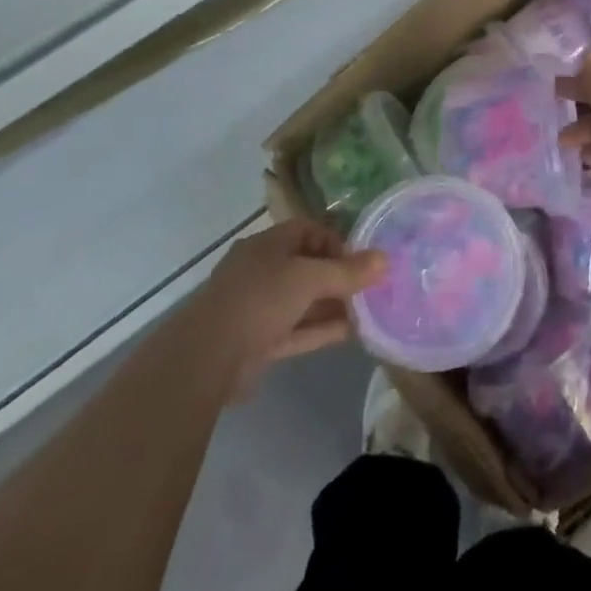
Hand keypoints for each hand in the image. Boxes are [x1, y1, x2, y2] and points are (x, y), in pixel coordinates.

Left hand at [194, 219, 384, 392]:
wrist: (206, 359)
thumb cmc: (259, 300)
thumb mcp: (308, 279)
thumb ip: (347, 272)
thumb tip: (385, 259)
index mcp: (267, 245)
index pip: (308, 231)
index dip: (337, 242)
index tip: (362, 261)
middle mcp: (262, 271)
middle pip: (308, 266)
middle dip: (340, 276)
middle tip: (372, 288)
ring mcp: (259, 307)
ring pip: (305, 300)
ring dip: (335, 305)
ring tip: (371, 310)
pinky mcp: (260, 341)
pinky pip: (299, 328)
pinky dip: (323, 329)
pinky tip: (354, 332)